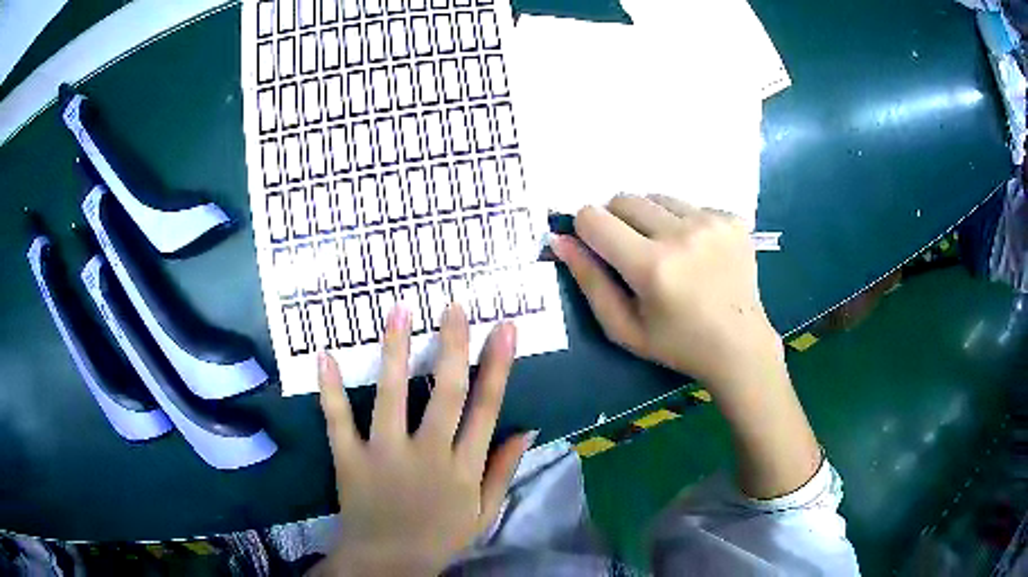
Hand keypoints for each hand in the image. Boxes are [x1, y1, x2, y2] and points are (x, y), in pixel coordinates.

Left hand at [312, 305, 532, 576]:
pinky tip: (325, 355)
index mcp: (463, 467)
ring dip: (394, 352)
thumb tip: (527, 429)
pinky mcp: (350, 459)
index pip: (486, 408)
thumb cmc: (439, 536)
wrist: (388, 562)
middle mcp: (427, 453)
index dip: (498, 366)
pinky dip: (330, 389)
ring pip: (391, 396)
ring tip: (398, 311)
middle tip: (454, 306)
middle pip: (446, 393)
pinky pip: (338, 420)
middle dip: (453, 346)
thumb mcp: (483, 513)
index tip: (504, 328)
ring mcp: (385, 454)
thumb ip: (504, 471)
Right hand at [550, 194, 781, 390]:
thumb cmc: (677, 344)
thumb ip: (589, 282)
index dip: (587, 230)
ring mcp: (712, 222)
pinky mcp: (731, 219)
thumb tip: (561, 239)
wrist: (740, 345)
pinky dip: (682, 223)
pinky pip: (688, 205)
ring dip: (651, 220)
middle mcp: (682, 234)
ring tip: (669, 253)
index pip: (594, 217)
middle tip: (633, 255)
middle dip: (617, 222)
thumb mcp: (623, 327)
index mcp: (652, 266)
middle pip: (624, 199)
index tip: (599, 249)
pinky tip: (697, 253)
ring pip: (656, 198)